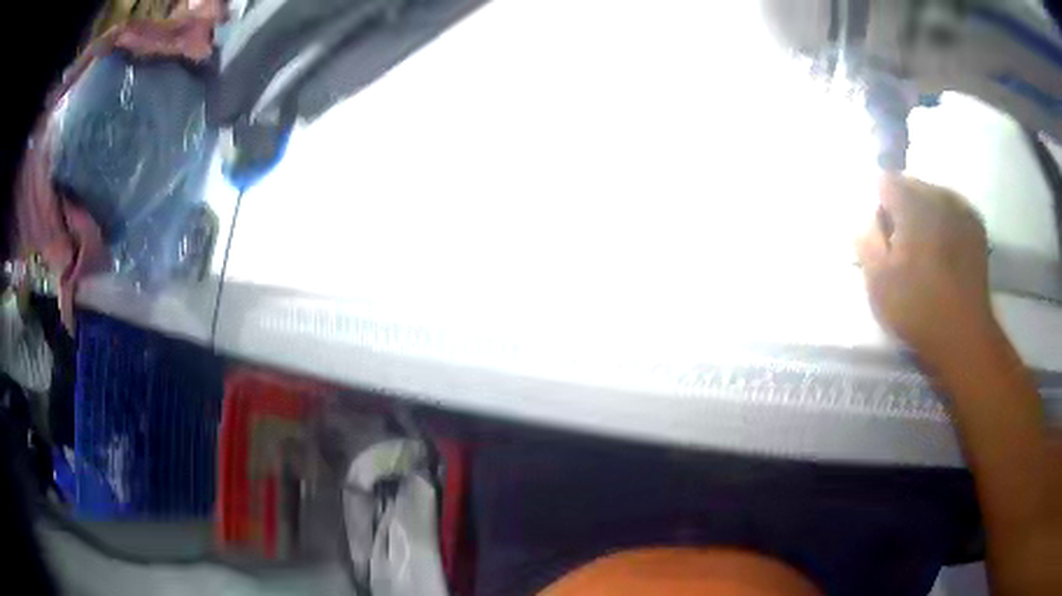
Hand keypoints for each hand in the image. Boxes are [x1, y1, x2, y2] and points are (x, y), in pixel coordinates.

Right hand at [856, 174, 995, 369]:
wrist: (964, 335)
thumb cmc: (918, 309)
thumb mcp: (878, 282)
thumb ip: (866, 241)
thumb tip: (865, 219)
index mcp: (912, 204)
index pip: (885, 181)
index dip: (880, 207)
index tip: (884, 238)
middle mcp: (937, 194)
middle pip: (910, 185)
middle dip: (903, 209)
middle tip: (904, 249)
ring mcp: (960, 208)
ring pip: (932, 197)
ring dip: (925, 216)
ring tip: (928, 253)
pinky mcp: (976, 225)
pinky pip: (952, 210)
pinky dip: (945, 223)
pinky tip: (946, 253)